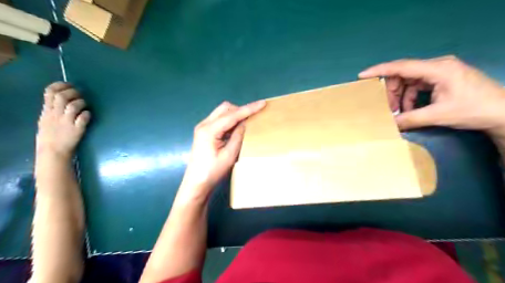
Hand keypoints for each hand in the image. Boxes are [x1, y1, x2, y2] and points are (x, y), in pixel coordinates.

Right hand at [35, 83, 90, 159]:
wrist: (53, 151)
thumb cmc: (51, 135)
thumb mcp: (45, 119)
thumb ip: (51, 109)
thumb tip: (58, 98)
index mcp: (47, 111)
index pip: (49, 92)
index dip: (60, 86)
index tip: (69, 84)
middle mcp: (56, 114)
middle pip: (62, 97)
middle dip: (73, 92)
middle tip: (80, 95)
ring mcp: (66, 122)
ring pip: (73, 106)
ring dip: (81, 102)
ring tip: (85, 105)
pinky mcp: (77, 129)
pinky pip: (83, 119)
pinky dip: (87, 114)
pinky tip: (88, 115)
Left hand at [179, 99, 265, 201]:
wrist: (196, 184)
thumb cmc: (213, 172)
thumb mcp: (229, 155)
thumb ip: (238, 136)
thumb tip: (245, 123)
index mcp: (209, 130)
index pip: (232, 115)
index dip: (248, 109)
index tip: (262, 103)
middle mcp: (204, 124)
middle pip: (225, 109)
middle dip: (240, 110)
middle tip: (253, 117)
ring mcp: (202, 128)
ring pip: (221, 113)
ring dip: (235, 115)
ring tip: (247, 122)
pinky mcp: (204, 132)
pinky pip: (219, 120)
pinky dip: (229, 121)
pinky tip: (236, 128)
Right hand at [357, 57, 504, 135]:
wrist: (502, 113)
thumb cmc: (474, 110)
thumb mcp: (438, 115)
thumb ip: (409, 119)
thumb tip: (387, 124)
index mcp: (438, 69)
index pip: (402, 66)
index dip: (380, 70)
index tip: (362, 76)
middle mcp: (437, 66)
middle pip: (403, 74)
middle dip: (392, 91)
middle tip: (386, 107)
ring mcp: (439, 72)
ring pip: (408, 80)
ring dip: (400, 96)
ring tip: (398, 111)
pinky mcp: (441, 79)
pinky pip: (417, 86)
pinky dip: (409, 98)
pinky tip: (409, 110)